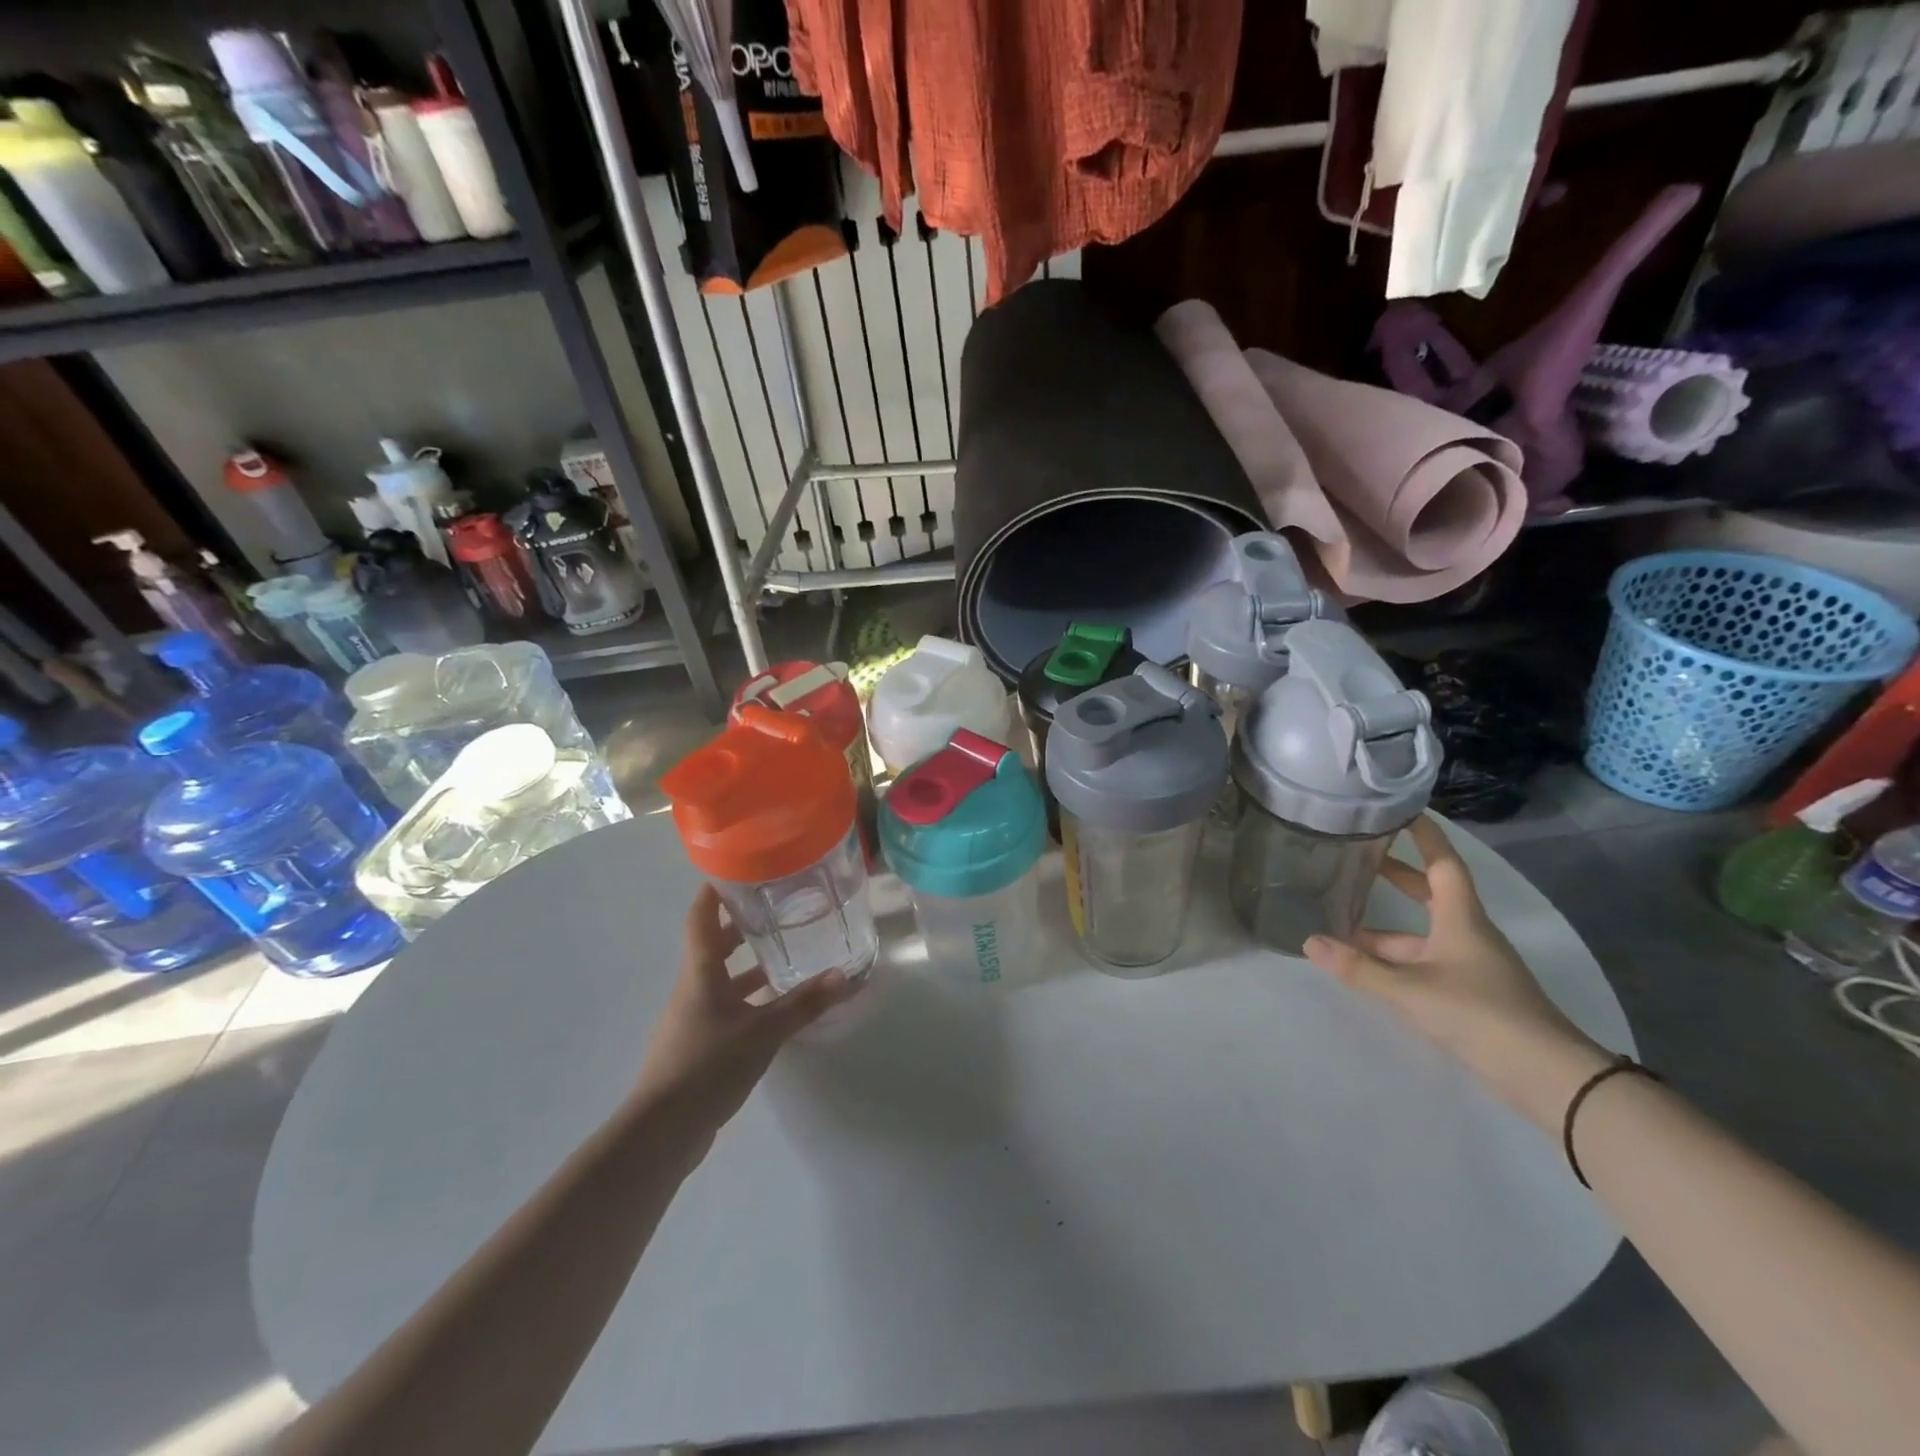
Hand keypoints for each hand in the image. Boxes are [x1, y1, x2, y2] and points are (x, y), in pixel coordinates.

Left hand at [634, 885, 855, 1152]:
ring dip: (749, 965)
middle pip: (714, 946)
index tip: (735, 868)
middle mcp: (693, 988)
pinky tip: (774, 1007)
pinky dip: (748, 997)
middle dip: (742, 926)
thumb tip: (843, 975)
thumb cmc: (707, 1066)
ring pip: (722, 978)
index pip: (700, 918)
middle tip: (778, 909)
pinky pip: (726, 1006)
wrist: (661, 1132)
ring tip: (785, 955)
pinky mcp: (697, 1044)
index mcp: (700, 973)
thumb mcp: (763, 1032)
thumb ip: (803, 1003)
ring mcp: (692, 1017)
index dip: (713, 891)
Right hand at [1303, 816, 1611, 1124]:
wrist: (1548, 1077)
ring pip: (1422, 934)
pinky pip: (1425, 961)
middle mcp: (1468, 934)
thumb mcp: (1410, 989)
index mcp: (1461, 919)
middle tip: (1360, 859)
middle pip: (1432, 894)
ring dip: (1386, 928)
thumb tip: (1309, 943)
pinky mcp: (1471, 994)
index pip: (1443, 863)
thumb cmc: (1480, 1014)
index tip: (1403, 812)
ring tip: (1343, 923)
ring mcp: (1471, 965)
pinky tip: (1369, 967)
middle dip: (1397, 876)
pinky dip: (1396, 958)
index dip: (1424, 836)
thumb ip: (1358, 968)